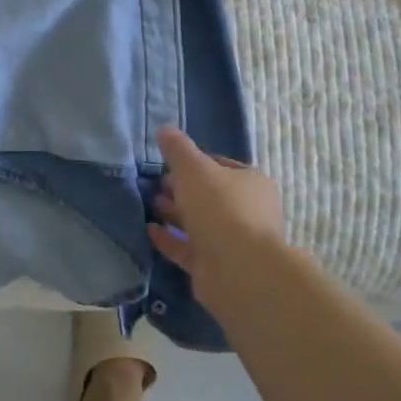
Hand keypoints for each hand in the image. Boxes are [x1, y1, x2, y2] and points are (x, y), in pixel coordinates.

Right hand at [147, 126, 293, 312]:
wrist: (239, 270)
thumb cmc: (220, 208)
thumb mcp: (193, 168)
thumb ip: (177, 148)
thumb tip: (164, 130)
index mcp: (251, 183)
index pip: (220, 166)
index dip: (194, 162)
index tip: (168, 164)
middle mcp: (248, 211)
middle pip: (209, 195)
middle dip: (181, 189)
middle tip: (155, 186)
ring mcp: (234, 242)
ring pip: (199, 222)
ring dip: (174, 213)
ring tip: (149, 205)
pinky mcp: (217, 266)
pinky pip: (189, 248)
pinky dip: (170, 239)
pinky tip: (149, 231)